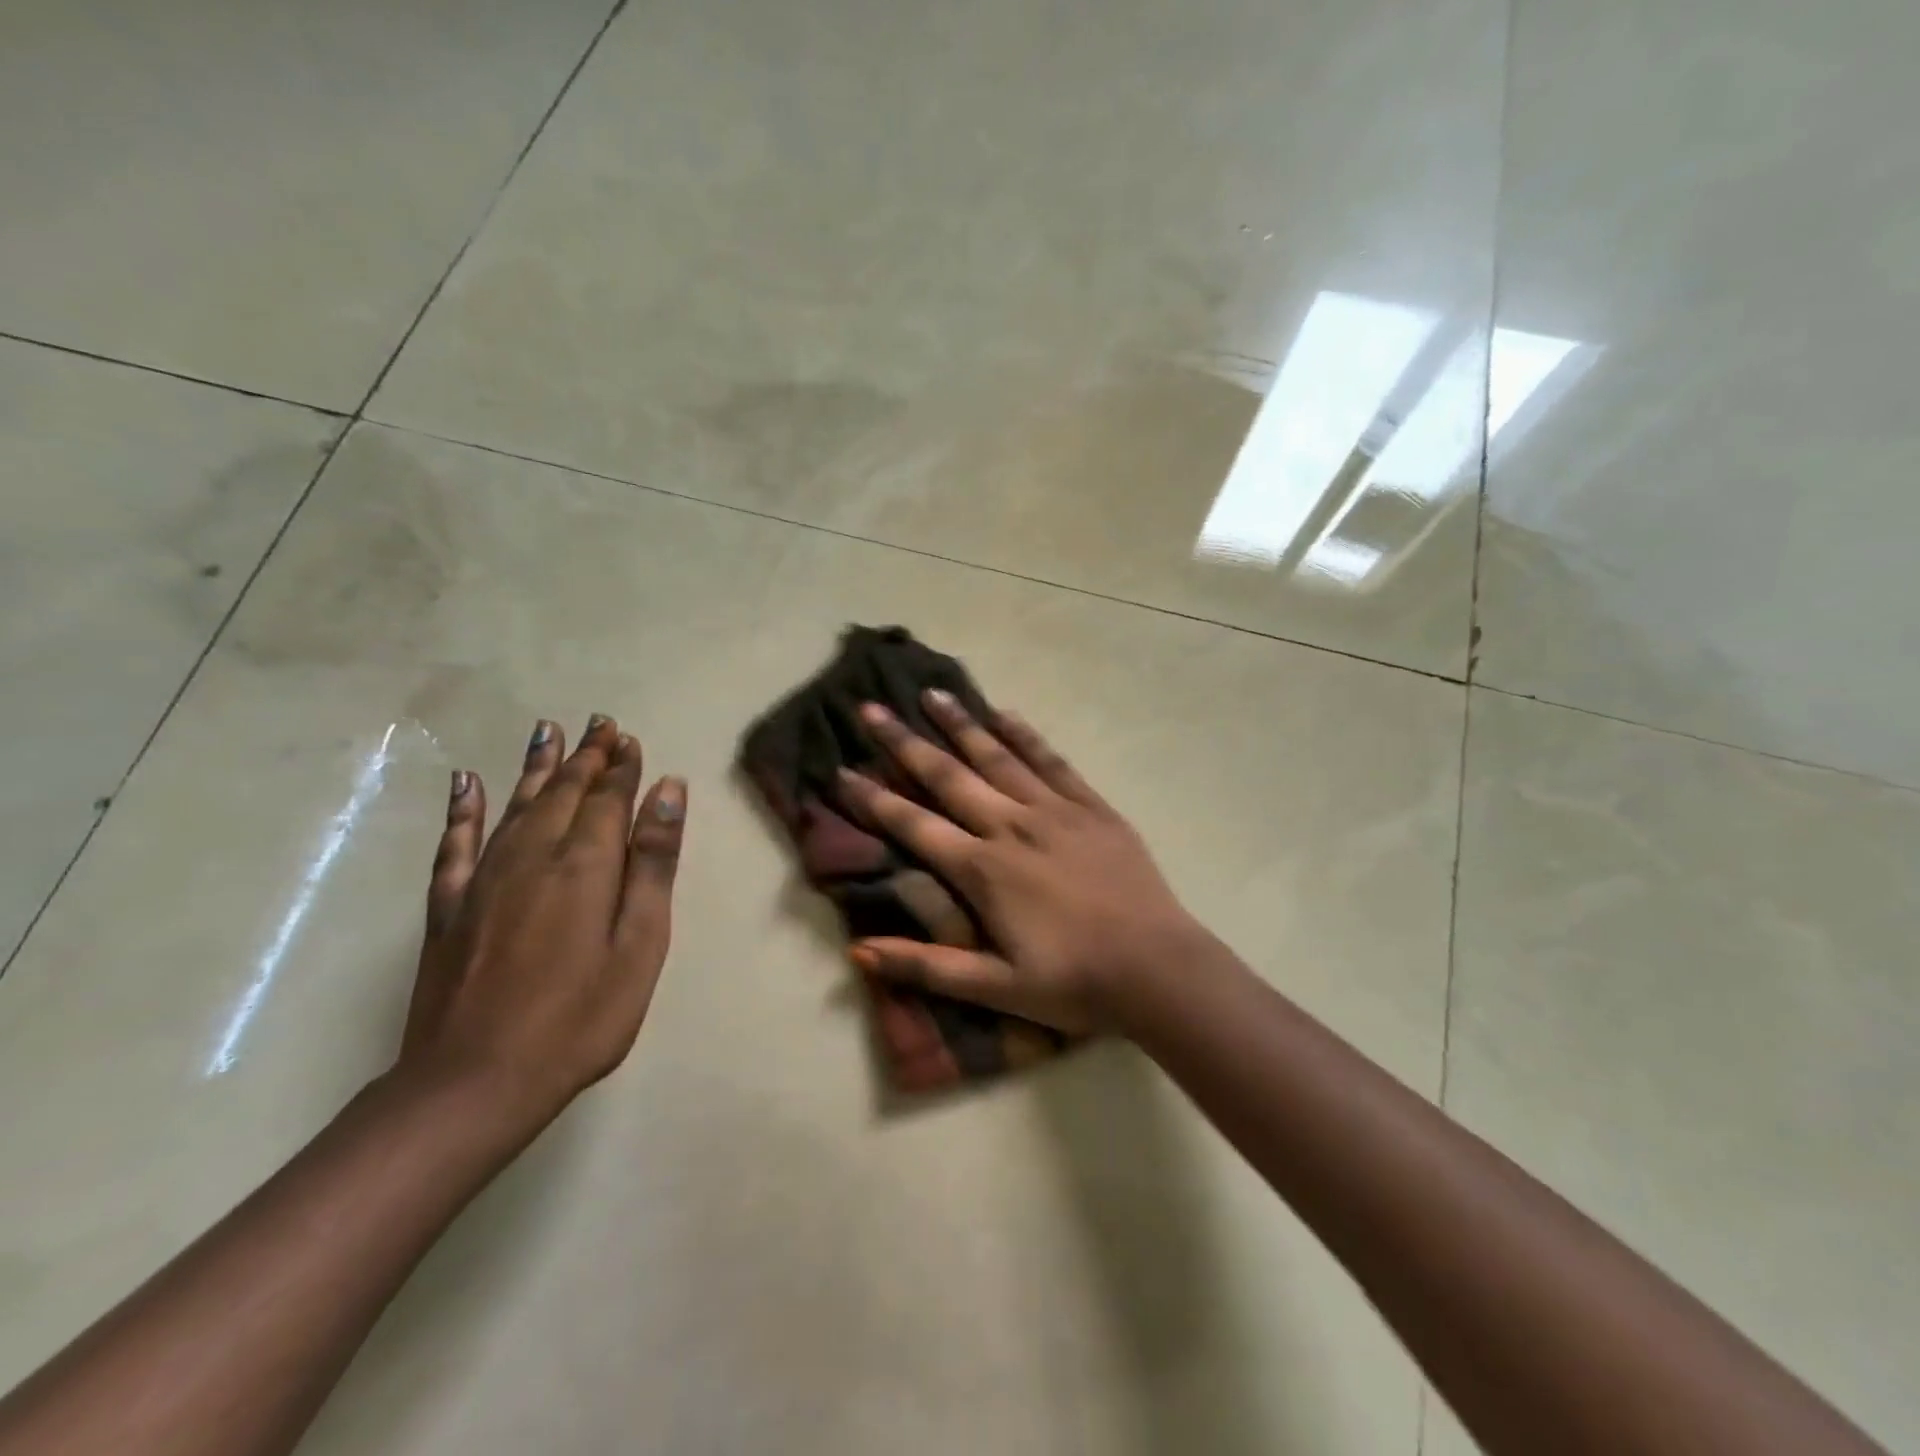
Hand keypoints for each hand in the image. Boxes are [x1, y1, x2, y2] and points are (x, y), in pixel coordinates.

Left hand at [398, 715, 687, 1125]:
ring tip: (548, 731)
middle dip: (586, 756)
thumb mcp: (640, 943)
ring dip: (536, 766)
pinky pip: (456, 843)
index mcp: (585, 865)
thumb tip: (668, 791)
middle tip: (600, 724)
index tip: (629, 738)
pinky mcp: (449, 907)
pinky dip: (464, 809)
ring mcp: (484, 879)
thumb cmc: (581, 1018)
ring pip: (515, 805)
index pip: (608, 799)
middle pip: (563, 792)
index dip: (622, 767)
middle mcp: (532, 856)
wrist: (475, 1083)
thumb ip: (653, 863)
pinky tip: (468, 782)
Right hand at [837, 692, 1203, 1034]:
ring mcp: (1054, 811)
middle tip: (871, 708)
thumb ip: (926, 967)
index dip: (874, 798)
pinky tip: (1005, 713)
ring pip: (997, 756)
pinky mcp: (1091, 807)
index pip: (914, 825)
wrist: (1157, 968)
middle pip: (948, 776)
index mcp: (982, 870)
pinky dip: (1025, 735)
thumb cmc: (1073, 982)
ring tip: (931, 693)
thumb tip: (857, 951)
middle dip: (905, 742)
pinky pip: (1052, 761)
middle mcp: (1011, 827)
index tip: (842, 770)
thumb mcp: (994, 990)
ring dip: (960, 724)